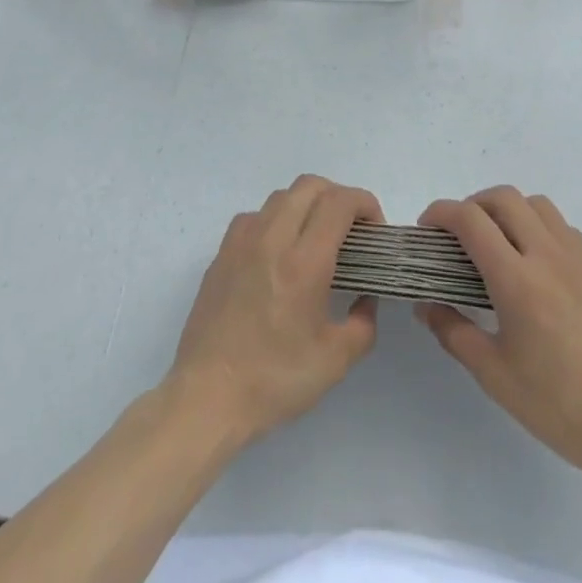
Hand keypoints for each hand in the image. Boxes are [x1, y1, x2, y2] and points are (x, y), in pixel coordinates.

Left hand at [167, 175, 383, 446]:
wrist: (207, 396)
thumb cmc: (274, 380)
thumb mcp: (334, 362)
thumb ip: (362, 324)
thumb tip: (365, 298)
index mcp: (304, 262)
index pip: (339, 202)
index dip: (364, 204)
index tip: (374, 231)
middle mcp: (272, 239)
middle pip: (310, 186)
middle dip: (338, 197)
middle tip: (350, 231)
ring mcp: (242, 241)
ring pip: (281, 196)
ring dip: (306, 205)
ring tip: (315, 240)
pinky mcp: (222, 253)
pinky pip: (255, 216)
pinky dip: (276, 220)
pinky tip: (278, 253)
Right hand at [416, 187, 581, 469]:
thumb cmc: (557, 405)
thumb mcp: (494, 374)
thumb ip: (453, 331)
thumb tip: (426, 305)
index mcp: (516, 279)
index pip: (469, 219)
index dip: (441, 213)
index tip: (428, 228)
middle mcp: (549, 255)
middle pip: (504, 198)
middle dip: (474, 205)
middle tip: (462, 234)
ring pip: (539, 206)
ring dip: (512, 212)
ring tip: (503, 244)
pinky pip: (568, 232)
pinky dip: (544, 234)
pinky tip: (543, 271)